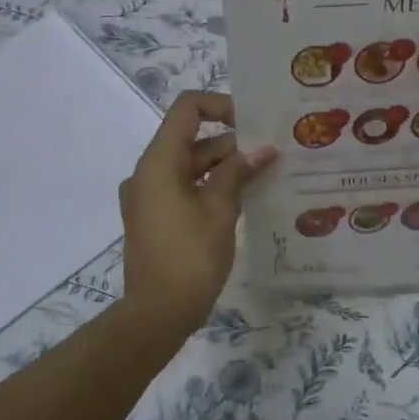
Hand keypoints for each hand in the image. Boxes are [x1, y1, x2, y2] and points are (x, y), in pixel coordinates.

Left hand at [119, 91, 276, 329]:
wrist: (157, 313)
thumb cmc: (190, 256)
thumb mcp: (220, 210)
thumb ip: (239, 173)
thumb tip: (262, 150)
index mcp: (158, 162)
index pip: (187, 109)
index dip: (221, 106)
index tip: (252, 123)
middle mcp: (147, 173)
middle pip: (191, 140)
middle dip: (231, 143)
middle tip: (271, 153)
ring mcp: (148, 197)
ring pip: (189, 166)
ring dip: (224, 167)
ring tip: (264, 175)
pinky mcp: (154, 218)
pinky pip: (183, 189)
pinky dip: (210, 187)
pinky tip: (243, 199)